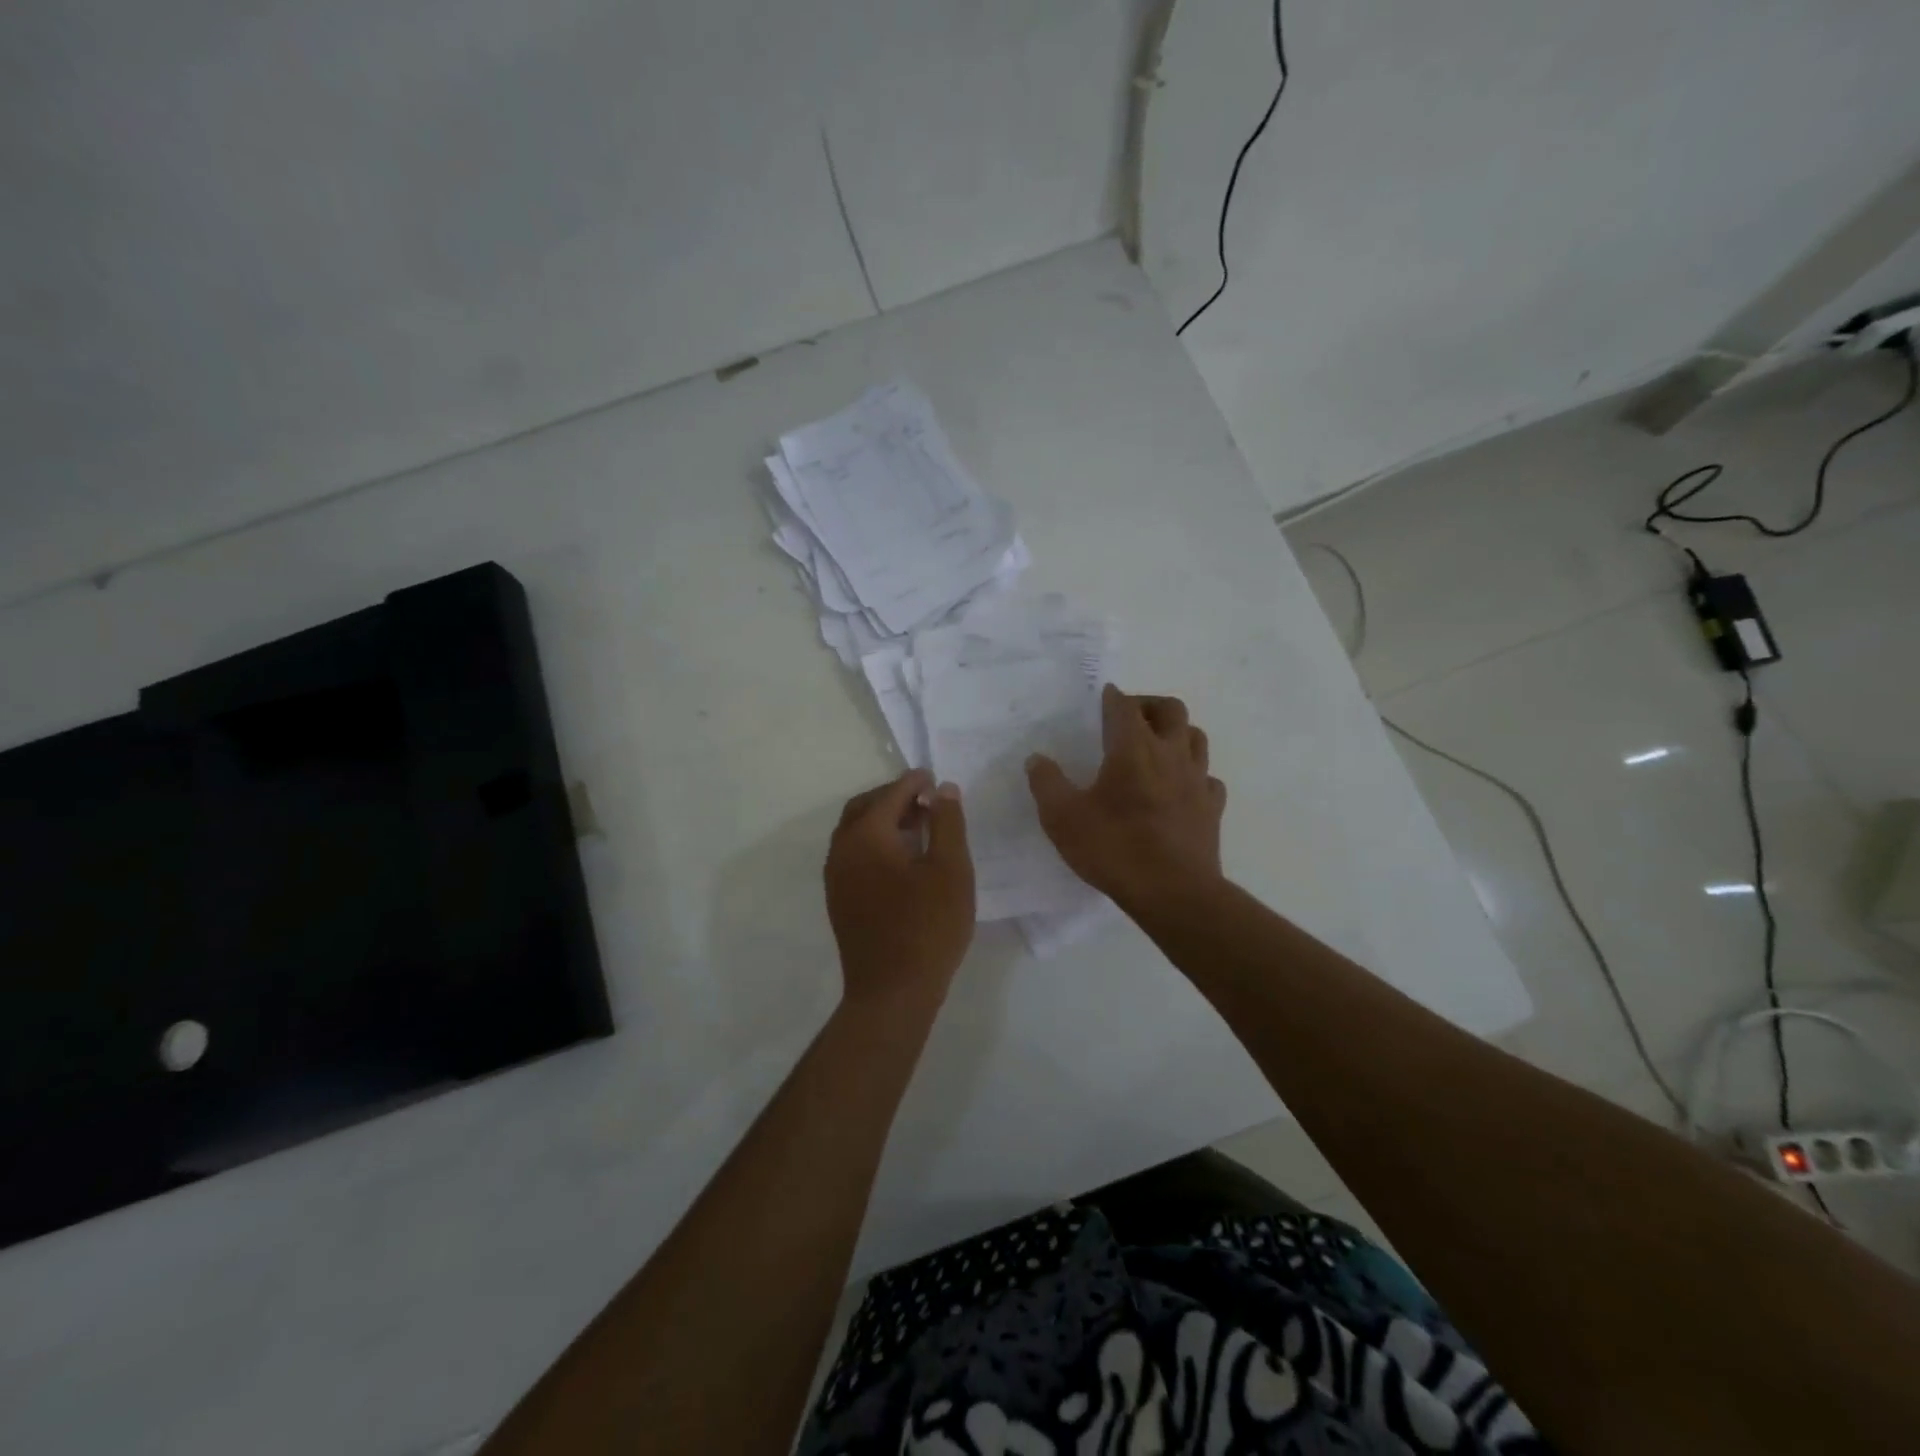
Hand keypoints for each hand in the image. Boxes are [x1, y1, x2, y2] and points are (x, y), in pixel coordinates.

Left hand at [825, 769, 974, 1011]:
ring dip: (883, 820)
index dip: (914, 782)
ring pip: (855, 831)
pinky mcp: (838, 898)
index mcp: (867, 835)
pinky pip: (853, 853)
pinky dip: (875, 842)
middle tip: (926, 801)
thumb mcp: (951, 869)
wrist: (893, 991)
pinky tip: (902, 859)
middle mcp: (842, 848)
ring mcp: (836, 875)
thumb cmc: (929, 927)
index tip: (934, 778)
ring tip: (919, 827)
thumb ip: (947, 822)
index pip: (891, 794)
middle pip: (865, 807)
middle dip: (894, 797)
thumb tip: (942, 789)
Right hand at [1026, 685, 1226, 912]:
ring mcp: (1197, 780)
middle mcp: (1170, 754)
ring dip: (1176, 733)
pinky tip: (1180, 788)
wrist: (1174, 893)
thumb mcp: (1063, 819)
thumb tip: (1036, 759)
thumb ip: (1047, 784)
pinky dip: (1194, 774)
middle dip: (1149, 705)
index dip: (1111, 697)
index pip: (1124, 706)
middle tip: (1129, 718)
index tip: (1102, 698)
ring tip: (1156, 747)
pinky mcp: (1212, 807)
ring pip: (1195, 737)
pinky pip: (1208, 778)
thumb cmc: (1114, 849)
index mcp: (1133, 749)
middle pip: (1170, 709)